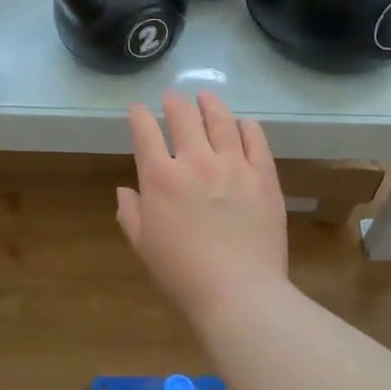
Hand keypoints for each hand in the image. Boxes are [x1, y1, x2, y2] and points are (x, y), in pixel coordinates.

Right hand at [117, 89, 288, 318]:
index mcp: (160, 178)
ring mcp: (234, 166)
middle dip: (174, 102)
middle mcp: (195, 162)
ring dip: (210, 104)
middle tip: (172, 96)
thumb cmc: (183, 275)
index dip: (139, 116)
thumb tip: (126, 191)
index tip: (138, 110)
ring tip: (206, 96)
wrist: (239, 293)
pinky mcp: (264, 176)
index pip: (145, 132)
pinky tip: (244, 122)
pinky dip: (247, 126)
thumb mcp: (144, 246)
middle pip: (183, 117)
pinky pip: (256, 140)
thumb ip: (131, 213)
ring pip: (221, 120)